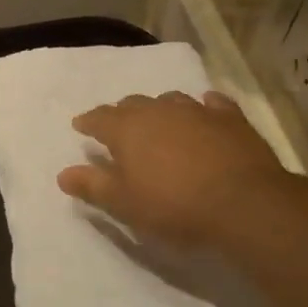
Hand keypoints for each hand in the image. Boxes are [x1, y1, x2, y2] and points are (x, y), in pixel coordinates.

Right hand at [57, 92, 287, 249]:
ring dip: (159, 109)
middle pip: (133, 104)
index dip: (88, 122)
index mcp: (127, 129)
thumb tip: (63, 174)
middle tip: (118, 128)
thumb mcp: (124, 204)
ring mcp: (197, 110)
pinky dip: (202, 108)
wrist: (244, 204)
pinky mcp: (231, 118)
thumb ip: (92, 186)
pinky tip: (204, 112)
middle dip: (121, 114)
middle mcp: (158, 110)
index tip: (80, 126)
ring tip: (158, 122)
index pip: (99, 118)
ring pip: (170, 100)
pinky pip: (212, 104)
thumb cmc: (174, 206)